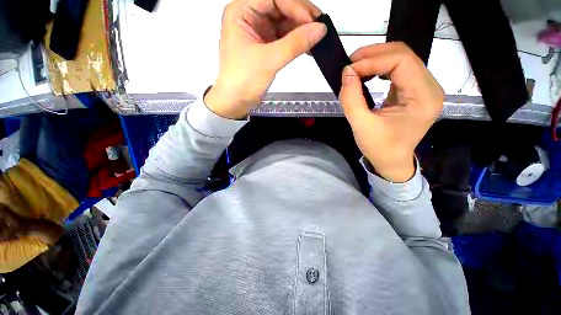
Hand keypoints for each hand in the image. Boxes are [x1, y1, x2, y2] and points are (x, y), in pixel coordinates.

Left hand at [205, 0, 326, 118]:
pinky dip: (296, 41)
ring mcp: (258, 31)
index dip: (295, 6)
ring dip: (300, 30)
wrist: (236, 101)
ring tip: (315, 39)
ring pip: (284, 21)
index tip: (311, 21)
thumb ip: (295, 44)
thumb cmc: (242, 81)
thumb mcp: (269, 60)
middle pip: (280, 6)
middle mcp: (249, 17)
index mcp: (241, 12)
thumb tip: (319, 29)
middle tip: (318, 28)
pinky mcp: (264, 44)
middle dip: (300, 17)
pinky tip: (307, 46)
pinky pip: (284, 36)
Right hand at [340, 42, 443, 181]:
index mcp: (423, 98)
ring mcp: (425, 88)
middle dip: (374, 54)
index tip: (349, 69)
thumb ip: (351, 99)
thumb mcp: (361, 126)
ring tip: (357, 68)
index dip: (373, 60)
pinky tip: (368, 74)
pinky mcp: (415, 90)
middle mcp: (430, 88)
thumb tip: (347, 73)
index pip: (402, 62)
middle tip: (350, 64)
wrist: (392, 161)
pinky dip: (381, 67)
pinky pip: (400, 69)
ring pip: (402, 59)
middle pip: (405, 55)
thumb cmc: (379, 148)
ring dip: (377, 59)